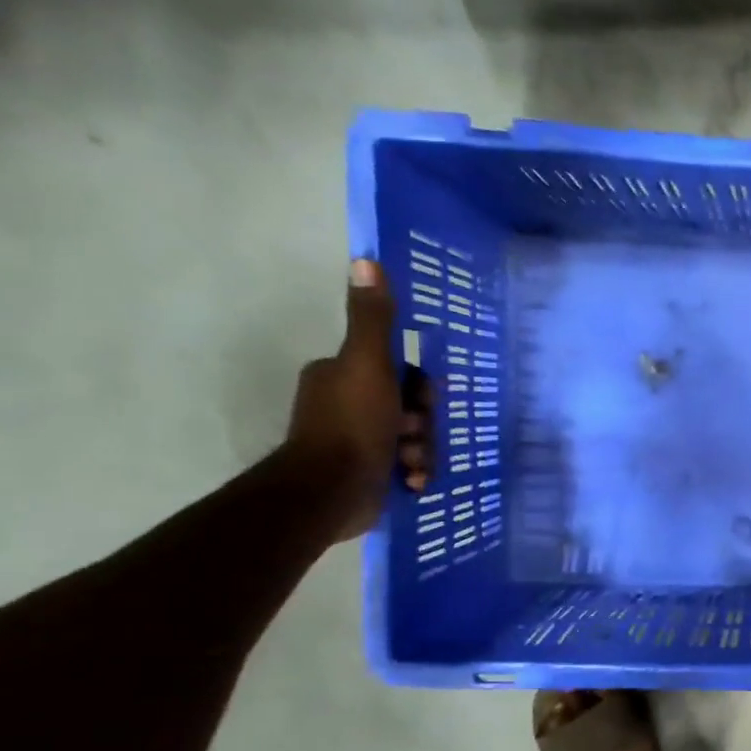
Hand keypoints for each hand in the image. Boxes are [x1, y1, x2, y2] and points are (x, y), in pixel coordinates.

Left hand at [285, 259, 433, 542]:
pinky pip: (404, 465)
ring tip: (410, 466)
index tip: (421, 406)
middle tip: (413, 437)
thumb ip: (373, 319)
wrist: (330, 491)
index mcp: (342, 376)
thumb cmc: (352, 425)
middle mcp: (346, 404)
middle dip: (421, 426)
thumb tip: (365, 259)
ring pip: (411, 438)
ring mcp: (355, 442)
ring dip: (420, 452)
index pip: (399, 373)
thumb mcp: (369, 364)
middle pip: (409, 407)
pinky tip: (411, 483)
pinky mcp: (364, 474)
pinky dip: (412, 473)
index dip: (419, 390)